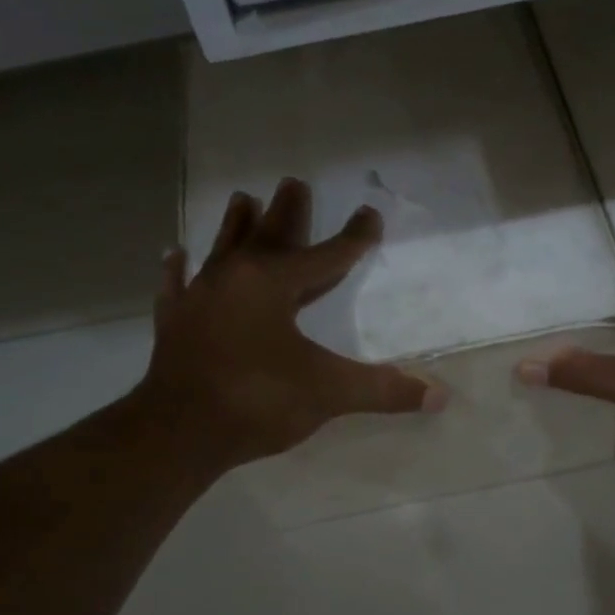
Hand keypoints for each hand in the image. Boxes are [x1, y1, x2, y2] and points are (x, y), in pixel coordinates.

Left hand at [135, 178, 443, 470]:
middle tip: (295, 182)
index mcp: (274, 284)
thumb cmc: (258, 401)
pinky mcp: (174, 323)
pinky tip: (174, 253)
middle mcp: (235, 278)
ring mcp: (199, 298)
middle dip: (288, 212)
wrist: (179, 432)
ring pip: (223, 250)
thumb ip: (382, 390)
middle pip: (269, 236)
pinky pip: (176, 286)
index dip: (353, 237)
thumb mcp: (328, 393)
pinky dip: (176, 270)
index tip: (369, 214)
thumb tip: (440, 396)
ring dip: (236, 225)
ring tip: (243, 198)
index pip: (326, 255)